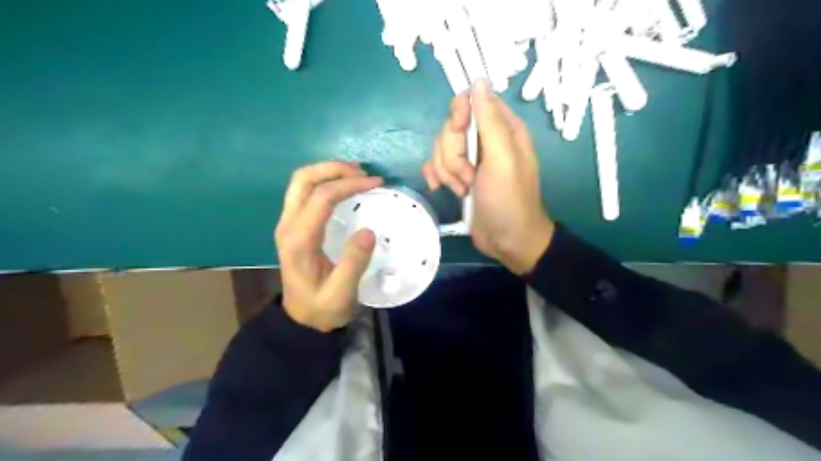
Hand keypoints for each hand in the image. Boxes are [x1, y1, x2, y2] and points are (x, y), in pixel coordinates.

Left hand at [271, 162, 380, 330]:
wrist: (301, 320)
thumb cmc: (322, 308)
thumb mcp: (341, 294)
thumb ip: (353, 263)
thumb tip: (369, 230)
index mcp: (299, 240)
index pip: (322, 198)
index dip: (349, 184)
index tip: (376, 183)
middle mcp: (288, 225)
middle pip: (303, 179)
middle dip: (334, 168)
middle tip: (364, 173)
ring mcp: (287, 223)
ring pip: (301, 182)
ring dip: (328, 172)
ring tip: (357, 176)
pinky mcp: (293, 225)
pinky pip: (305, 192)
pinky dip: (325, 182)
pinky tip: (344, 187)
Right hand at [423, 79, 558, 274]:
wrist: (507, 241)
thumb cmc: (508, 200)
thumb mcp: (502, 158)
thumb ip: (490, 119)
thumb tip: (479, 80)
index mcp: (502, 128)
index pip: (470, 101)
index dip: (458, 115)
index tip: (458, 133)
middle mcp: (485, 139)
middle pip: (450, 128)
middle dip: (453, 154)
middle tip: (469, 176)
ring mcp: (470, 159)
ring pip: (441, 148)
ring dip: (447, 171)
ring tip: (464, 189)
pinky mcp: (458, 176)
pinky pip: (435, 164)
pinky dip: (436, 176)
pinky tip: (442, 189)